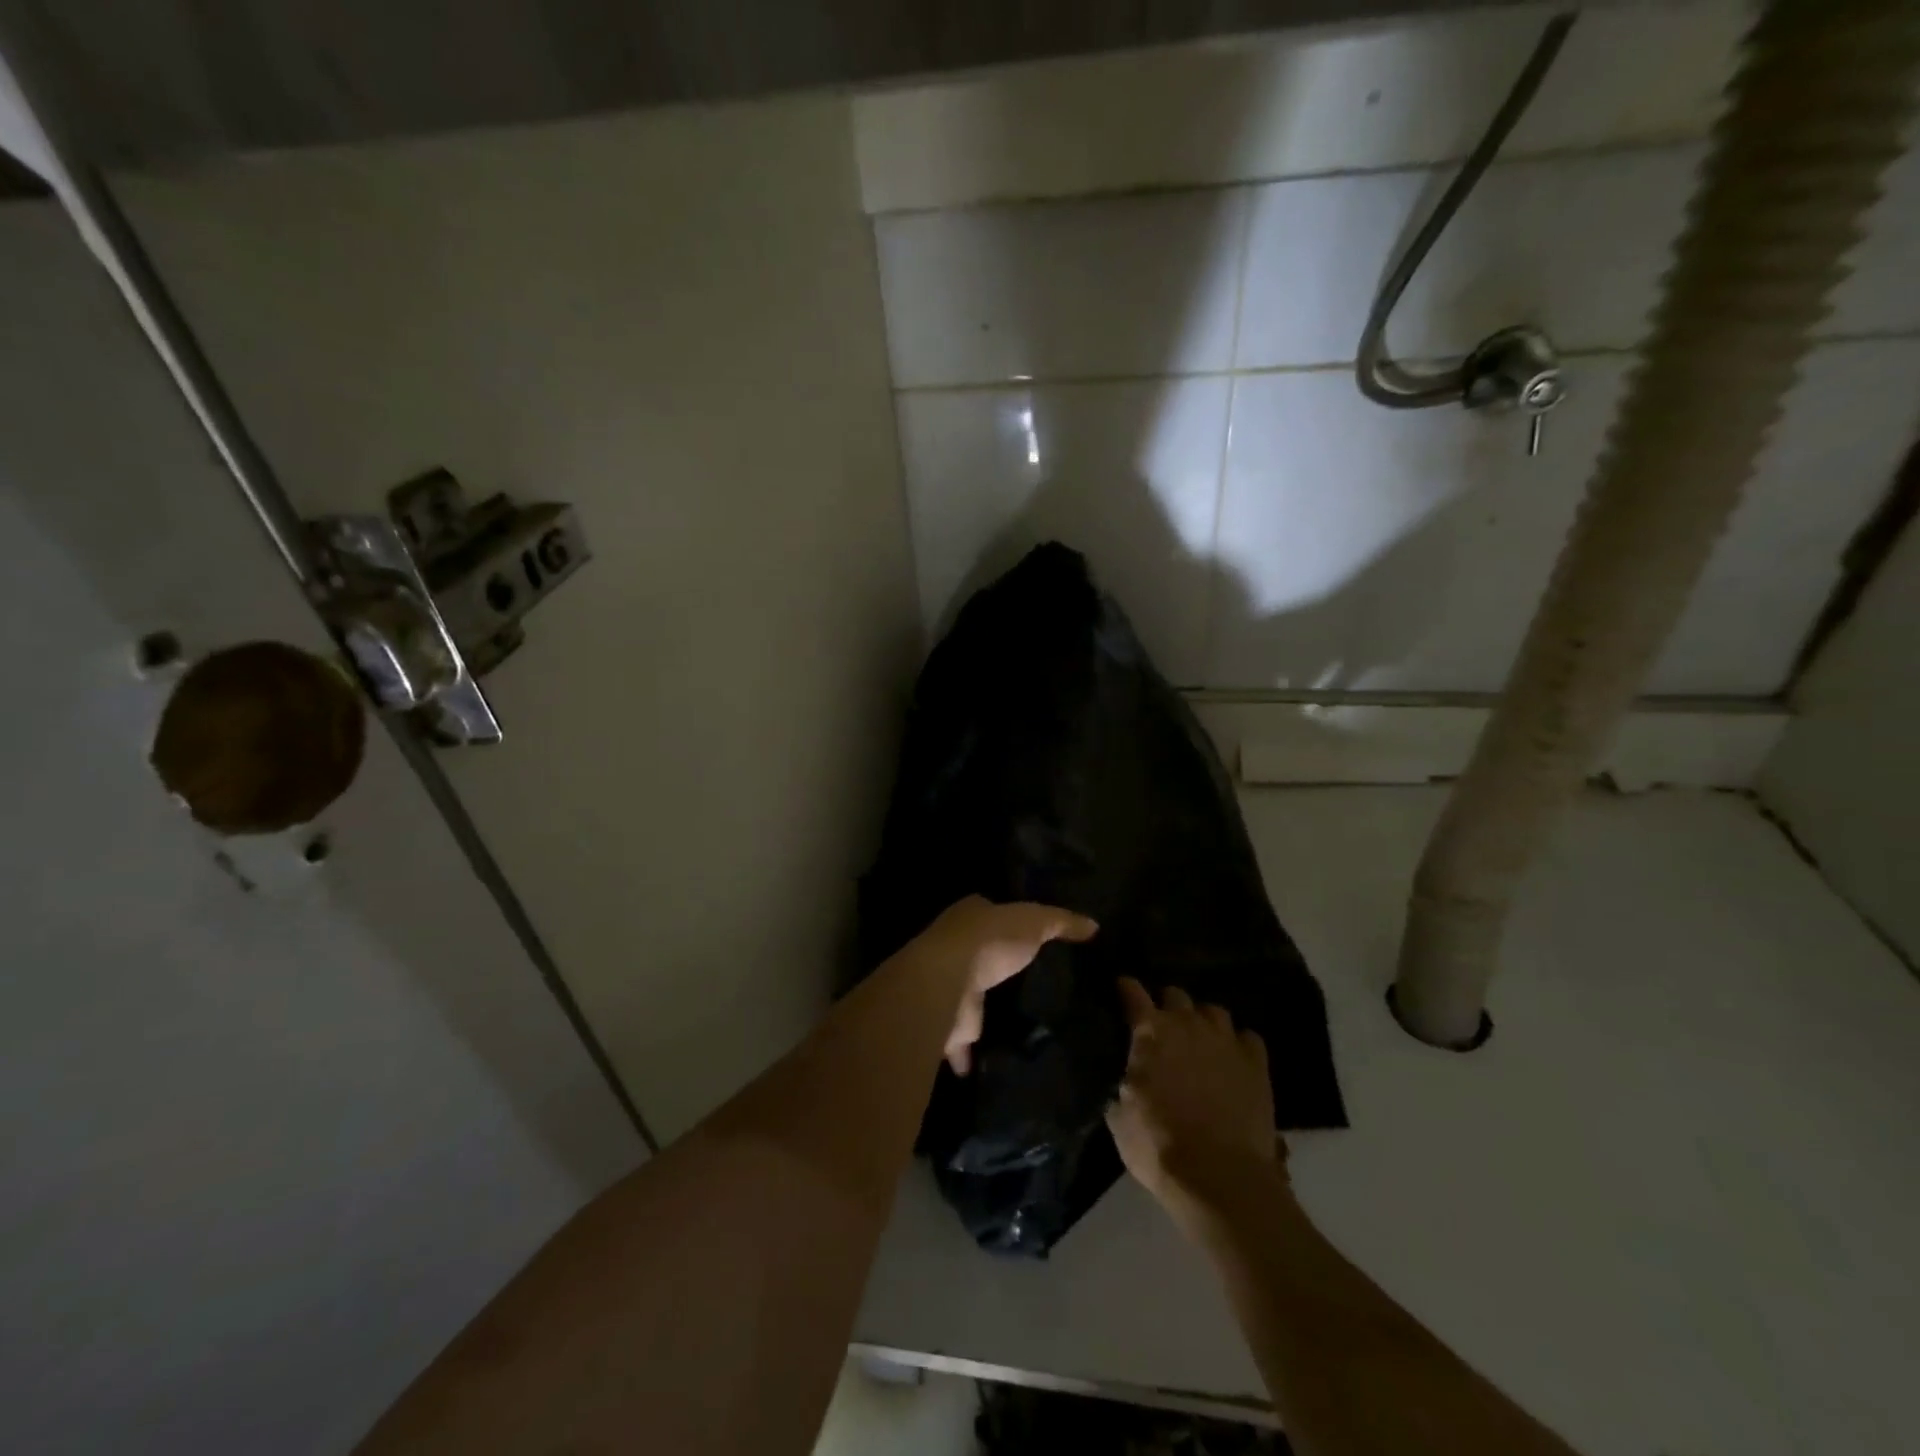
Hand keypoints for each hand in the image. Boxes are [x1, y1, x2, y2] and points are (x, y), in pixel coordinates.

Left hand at [909, 895, 1097, 1074]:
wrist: (949, 981)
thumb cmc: (991, 939)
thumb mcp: (1035, 920)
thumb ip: (1063, 922)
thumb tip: (1094, 926)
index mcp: (971, 916)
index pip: (992, 915)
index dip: (1009, 923)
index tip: (1034, 940)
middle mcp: (954, 949)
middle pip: (981, 958)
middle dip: (999, 969)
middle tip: (1034, 985)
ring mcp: (950, 988)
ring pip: (972, 999)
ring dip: (986, 1010)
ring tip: (1022, 1024)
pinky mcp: (951, 1024)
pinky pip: (965, 1042)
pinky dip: (974, 1054)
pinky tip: (998, 1060)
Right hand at [1106, 977, 1284, 1232]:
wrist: (1219, 1176)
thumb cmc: (1158, 1145)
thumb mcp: (1120, 1118)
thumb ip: (1121, 1086)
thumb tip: (1123, 1081)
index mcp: (1150, 1032)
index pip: (1133, 994)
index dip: (1126, 988)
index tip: (1122, 987)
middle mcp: (1187, 1024)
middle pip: (1176, 995)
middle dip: (1167, 1005)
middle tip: (1163, 1025)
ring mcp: (1225, 1041)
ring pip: (1214, 1011)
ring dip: (1203, 1021)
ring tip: (1200, 1039)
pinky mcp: (1256, 1064)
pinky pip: (1248, 1038)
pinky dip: (1238, 1044)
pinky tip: (1233, 1058)